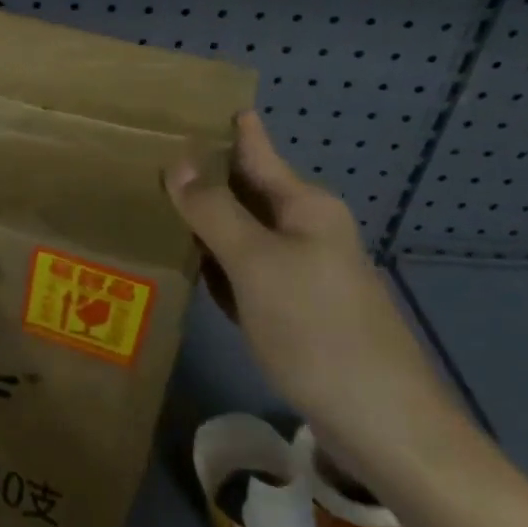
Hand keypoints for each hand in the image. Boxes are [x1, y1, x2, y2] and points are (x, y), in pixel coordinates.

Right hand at [164, 112, 474, 496]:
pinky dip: (216, 263)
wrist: (380, 422)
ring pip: (242, 232)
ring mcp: (301, 271)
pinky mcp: (294, 309)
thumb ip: (214, 211)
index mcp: (305, 206)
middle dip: (202, 175)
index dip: (226, 127)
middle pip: (246, 191)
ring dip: (205, 220)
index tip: (190, 104)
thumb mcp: (257, 264)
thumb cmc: (316, 330)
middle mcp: (306, 229)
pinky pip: (245, 271)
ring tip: (154, 201)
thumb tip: (178, 161)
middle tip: (147, 155)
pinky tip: (186, 261)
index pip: (256, 150)